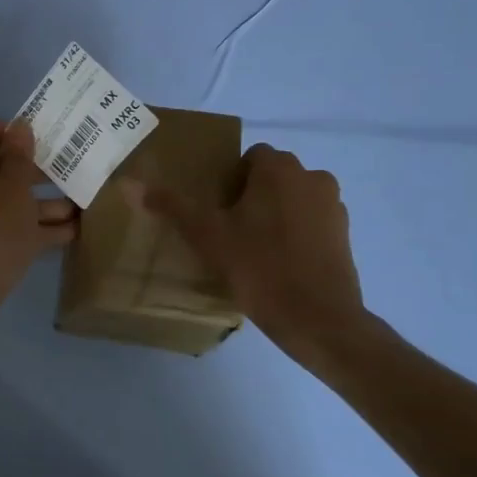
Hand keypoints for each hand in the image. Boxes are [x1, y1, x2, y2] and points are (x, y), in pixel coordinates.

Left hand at [0, 113, 76, 330]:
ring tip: (81, 203)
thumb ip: (19, 158)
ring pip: (7, 198)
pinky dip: (36, 226)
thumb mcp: (13, 190)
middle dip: (31, 166)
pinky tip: (72, 232)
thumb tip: (19, 127)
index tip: (23, 137)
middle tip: (66, 168)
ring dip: (42, 199)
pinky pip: (9, 226)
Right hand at [142, 145, 365, 361]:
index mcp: (280, 168)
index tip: (217, 211)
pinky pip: (311, 222)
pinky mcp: (346, 236)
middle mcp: (312, 177)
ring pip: (292, 199)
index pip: (250, 157)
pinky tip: (278, 264)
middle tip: (229, 230)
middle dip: (251, 196)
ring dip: (274, 213)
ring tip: (253, 249)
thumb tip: (130, 183)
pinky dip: (295, 234)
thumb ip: (171, 206)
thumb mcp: (206, 236)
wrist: (318, 319)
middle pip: (272, 177)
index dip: (230, 180)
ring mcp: (334, 207)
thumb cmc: (259, 267)